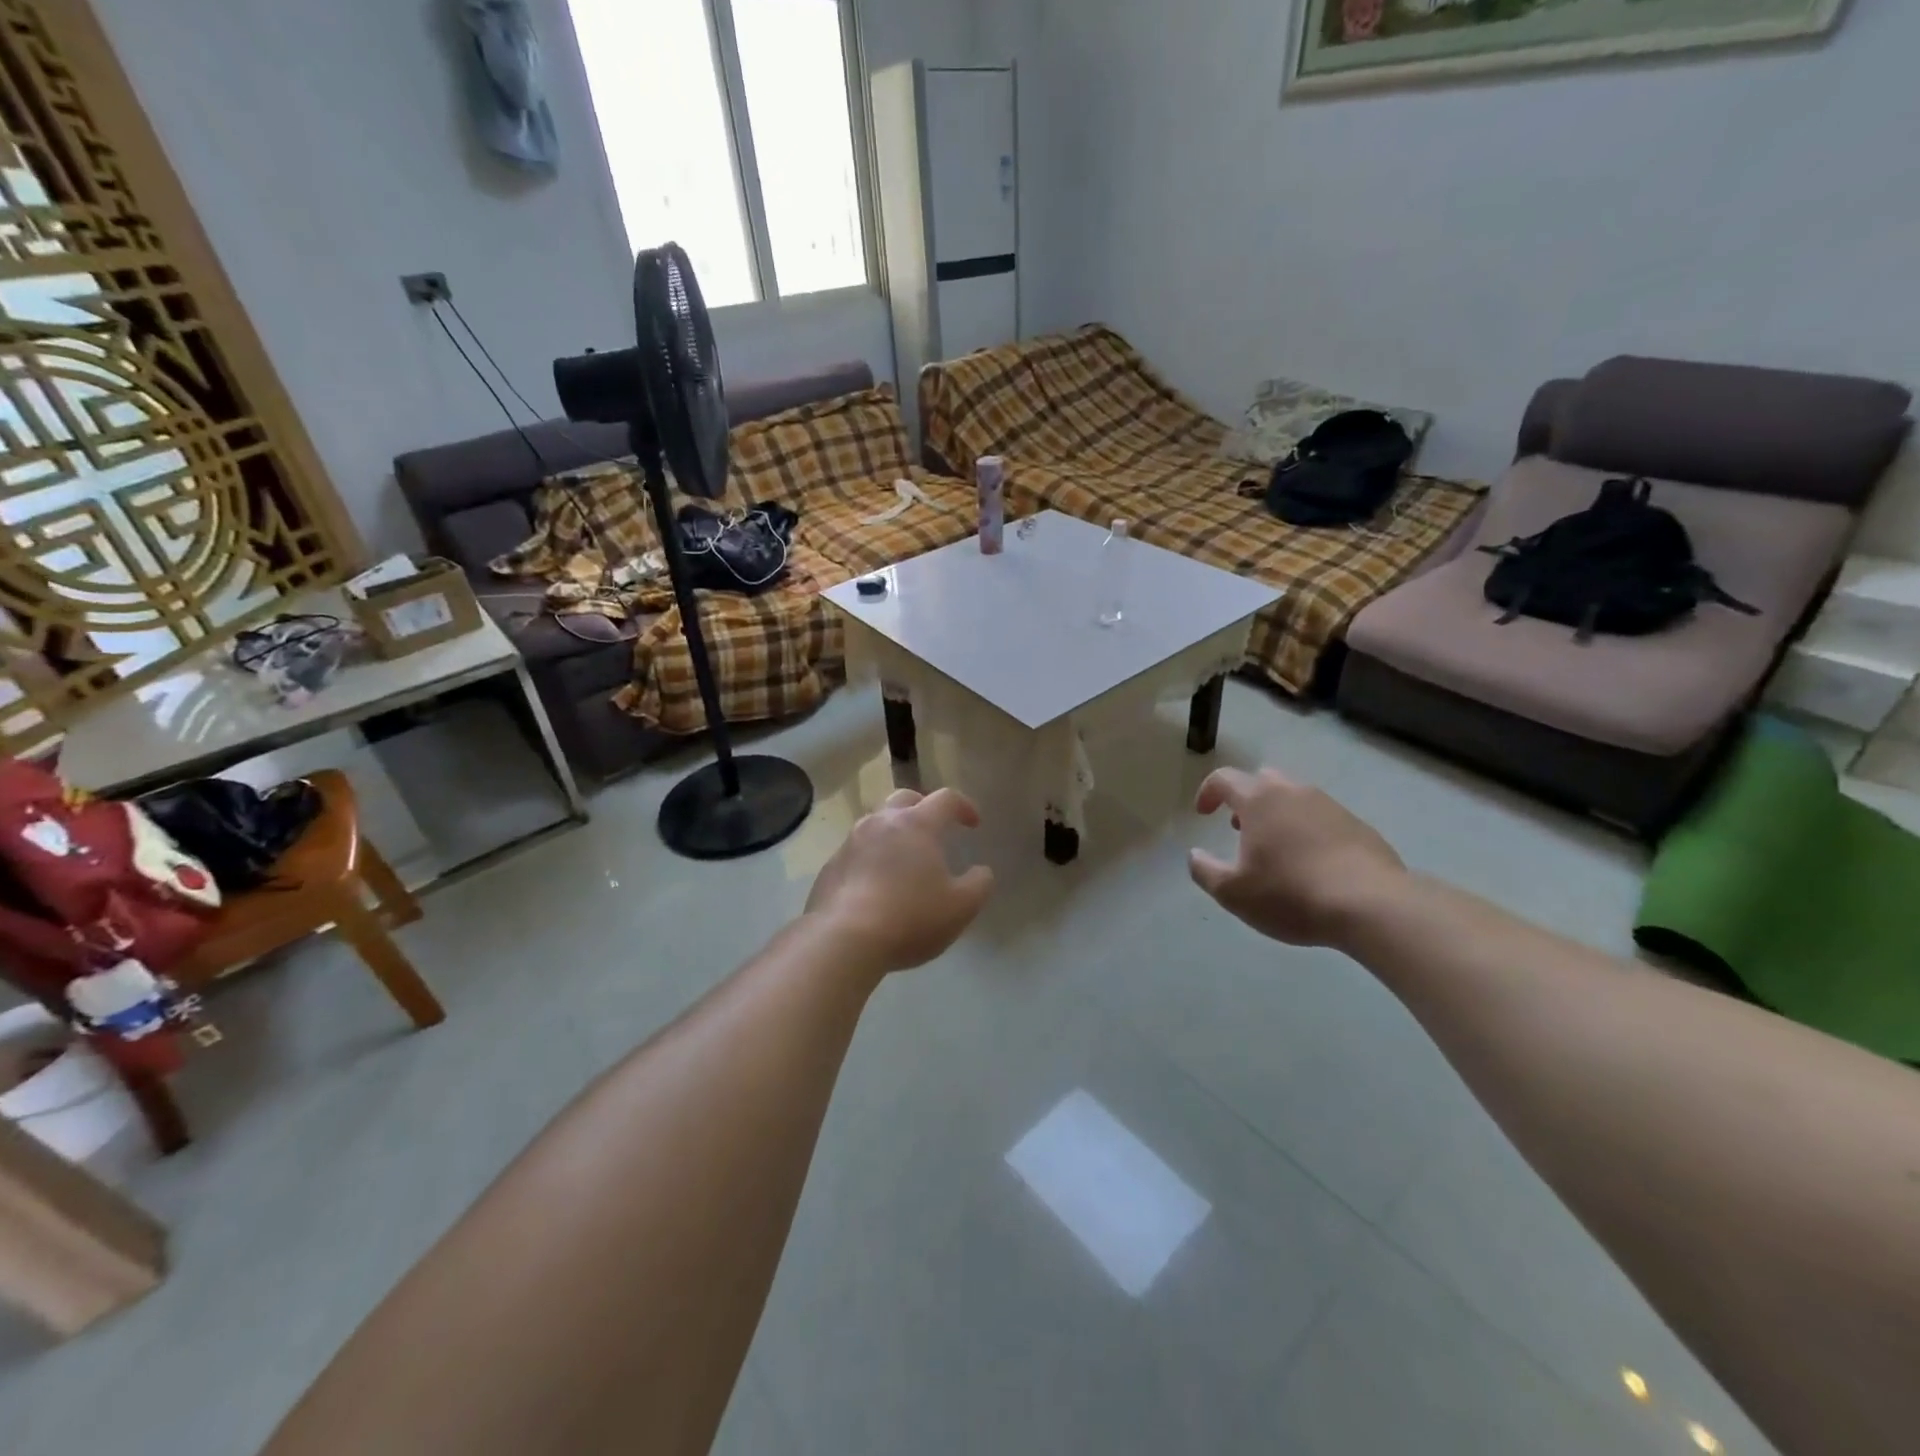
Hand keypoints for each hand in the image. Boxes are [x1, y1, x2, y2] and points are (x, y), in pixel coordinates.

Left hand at [806, 788, 995, 973]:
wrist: (843, 939)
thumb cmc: (910, 917)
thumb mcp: (961, 907)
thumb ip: (979, 884)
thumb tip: (981, 871)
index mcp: (916, 824)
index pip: (946, 799)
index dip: (964, 806)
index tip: (974, 824)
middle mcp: (881, 823)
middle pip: (905, 799)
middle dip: (923, 807)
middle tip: (935, 828)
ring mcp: (851, 842)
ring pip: (876, 823)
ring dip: (894, 832)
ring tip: (905, 858)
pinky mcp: (830, 866)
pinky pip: (857, 851)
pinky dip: (872, 857)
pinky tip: (877, 884)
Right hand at [1188, 767, 1406, 947]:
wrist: (1373, 906)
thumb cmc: (1291, 894)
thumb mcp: (1233, 892)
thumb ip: (1205, 870)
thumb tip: (1195, 855)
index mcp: (1259, 800)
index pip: (1224, 779)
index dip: (1208, 792)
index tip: (1203, 814)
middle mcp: (1294, 792)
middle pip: (1263, 780)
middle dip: (1246, 799)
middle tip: (1240, 828)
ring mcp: (1331, 806)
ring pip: (1296, 798)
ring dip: (1279, 815)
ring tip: (1276, 849)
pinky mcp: (1359, 826)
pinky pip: (1323, 818)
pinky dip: (1309, 831)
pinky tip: (1312, 864)